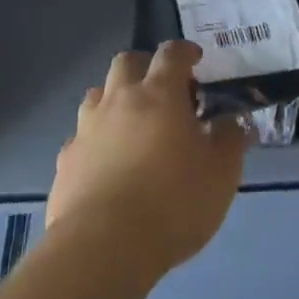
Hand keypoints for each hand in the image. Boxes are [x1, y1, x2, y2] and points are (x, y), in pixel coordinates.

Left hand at [48, 41, 246, 277]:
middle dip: (144, 66)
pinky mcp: (66, 160)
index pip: (171, 54)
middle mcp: (119, 99)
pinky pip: (81, 137)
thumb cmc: (172, 202)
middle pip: (126, 62)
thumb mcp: (221, 173)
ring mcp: (87, 128)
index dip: (184, 52)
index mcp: (159, 93)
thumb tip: (233, 121)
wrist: (103, 246)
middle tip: (161, 89)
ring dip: (115, 99)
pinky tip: (106, 163)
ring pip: (98, 94)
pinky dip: (95, 140)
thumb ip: (230, 140)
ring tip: (131, 125)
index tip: (195, 60)